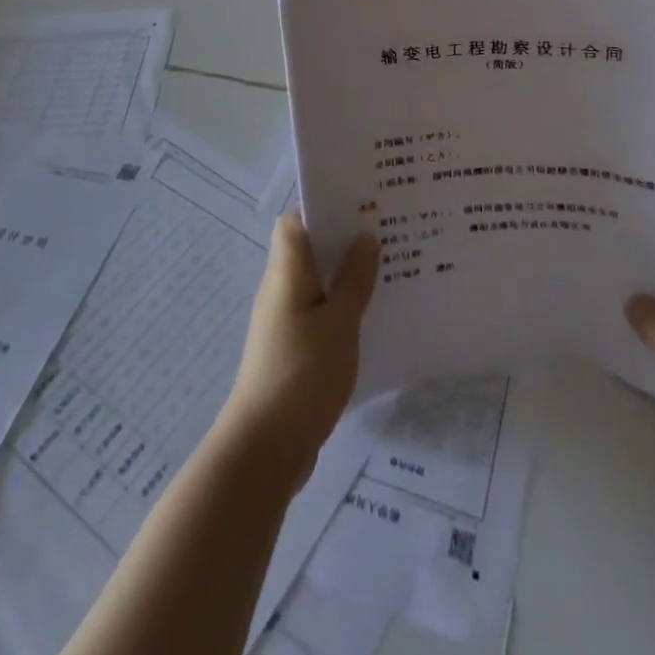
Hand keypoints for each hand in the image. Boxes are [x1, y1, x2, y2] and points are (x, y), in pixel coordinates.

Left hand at [222, 213, 378, 483]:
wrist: (264, 450)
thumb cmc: (302, 374)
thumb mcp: (339, 323)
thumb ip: (354, 280)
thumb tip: (364, 237)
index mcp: (286, 273)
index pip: (295, 223)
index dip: (323, 208)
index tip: (361, 204)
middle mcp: (280, 291)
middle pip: (309, 251)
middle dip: (345, 241)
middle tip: (388, 234)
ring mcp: (284, 323)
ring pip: (318, 284)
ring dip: (347, 277)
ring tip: (390, 272)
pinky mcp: (292, 352)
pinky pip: (320, 315)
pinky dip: (342, 310)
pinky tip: (373, 319)